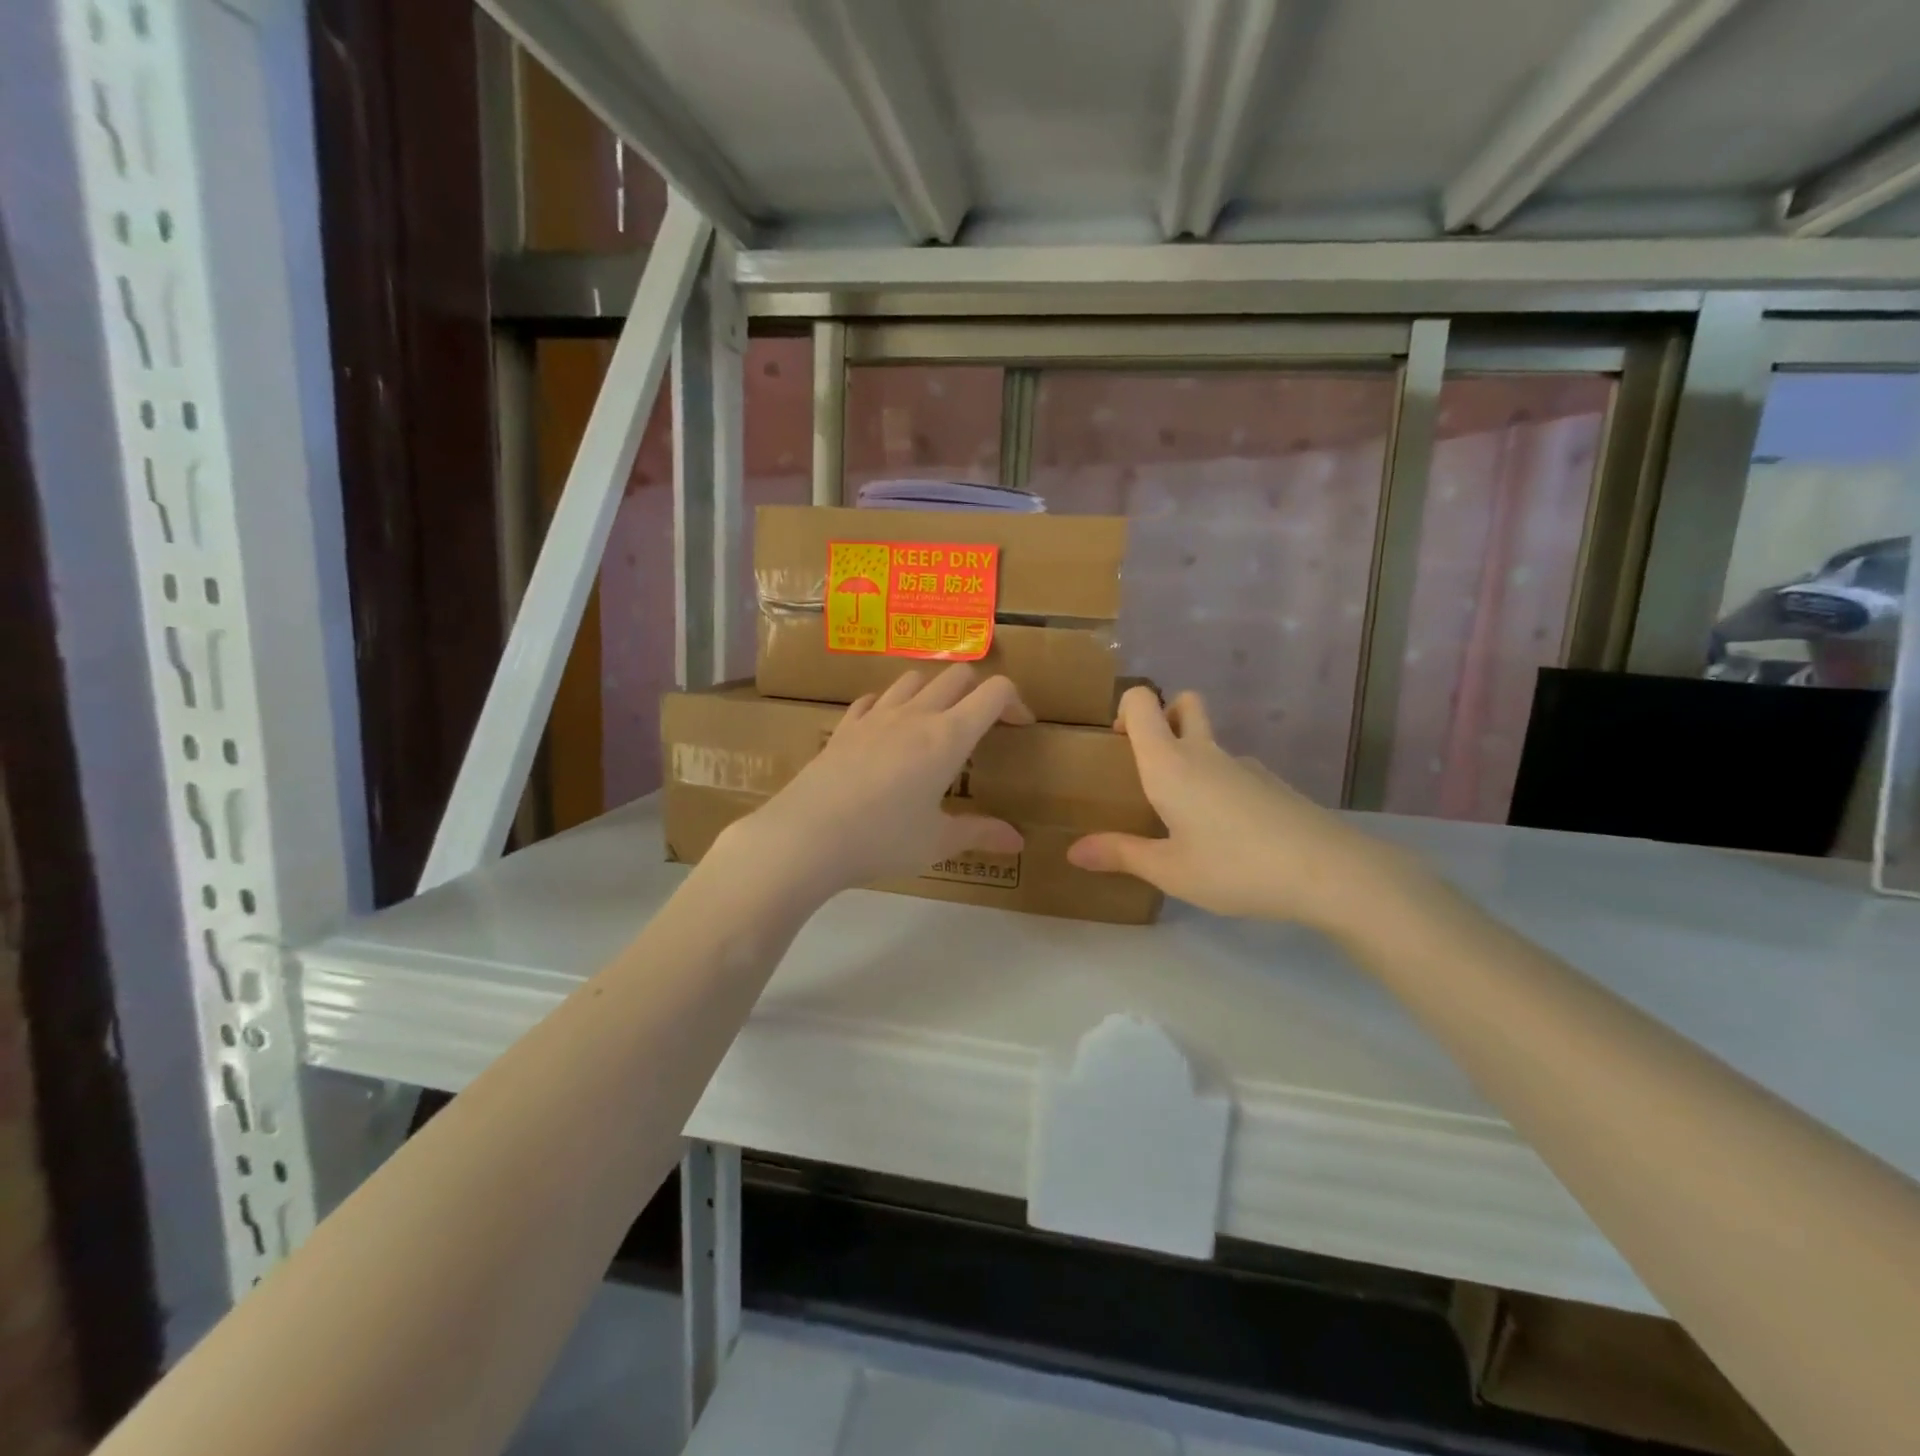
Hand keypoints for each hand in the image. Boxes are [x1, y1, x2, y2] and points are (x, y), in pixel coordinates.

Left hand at [723, 665, 1033, 898]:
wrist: (807, 835)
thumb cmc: (883, 839)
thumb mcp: (937, 842)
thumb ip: (979, 833)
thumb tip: (1018, 841)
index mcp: (948, 737)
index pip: (994, 692)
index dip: (1015, 701)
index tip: (1020, 725)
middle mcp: (915, 715)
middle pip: (957, 676)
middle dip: (978, 691)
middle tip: (981, 725)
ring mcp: (876, 716)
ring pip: (914, 679)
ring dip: (933, 691)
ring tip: (934, 724)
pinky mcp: (845, 726)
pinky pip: (873, 699)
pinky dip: (889, 705)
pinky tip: (886, 730)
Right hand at [1067, 687, 1412, 931]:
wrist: (1328, 872)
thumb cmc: (1235, 867)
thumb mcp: (1170, 870)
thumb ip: (1121, 855)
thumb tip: (1073, 851)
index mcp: (1170, 764)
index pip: (1143, 701)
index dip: (1125, 708)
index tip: (1116, 742)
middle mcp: (1205, 753)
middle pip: (1185, 703)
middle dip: (1164, 716)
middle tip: (1149, 763)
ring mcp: (1244, 766)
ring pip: (1210, 742)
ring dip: (1192, 759)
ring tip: (1183, 816)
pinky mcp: (1272, 785)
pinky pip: (1233, 772)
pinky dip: (1219, 786)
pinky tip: (1225, 835)